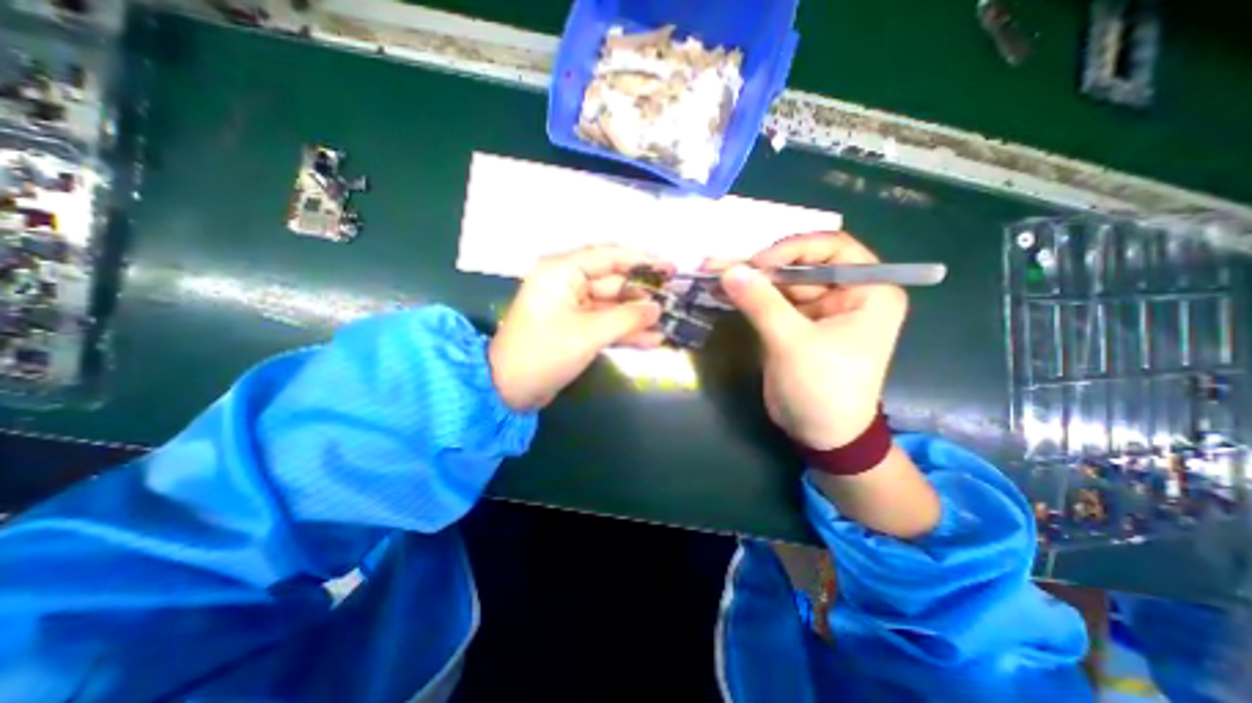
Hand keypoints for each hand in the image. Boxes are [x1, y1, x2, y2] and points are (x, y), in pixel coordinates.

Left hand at [492, 247, 670, 410]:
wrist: (510, 390)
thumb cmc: (545, 353)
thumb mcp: (589, 333)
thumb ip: (628, 318)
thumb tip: (657, 308)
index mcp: (562, 271)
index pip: (609, 256)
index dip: (642, 260)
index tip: (670, 267)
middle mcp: (567, 283)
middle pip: (614, 282)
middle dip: (644, 294)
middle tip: (675, 300)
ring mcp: (572, 307)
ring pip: (613, 305)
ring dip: (638, 316)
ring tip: (670, 323)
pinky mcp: (576, 327)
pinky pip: (606, 323)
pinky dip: (626, 332)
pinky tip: (652, 340)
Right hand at [714, 232, 911, 447]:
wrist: (819, 434)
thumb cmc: (823, 388)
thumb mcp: (793, 342)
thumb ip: (761, 303)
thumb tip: (730, 270)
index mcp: (868, 291)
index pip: (833, 248)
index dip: (794, 248)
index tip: (758, 263)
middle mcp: (845, 293)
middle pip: (802, 264)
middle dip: (763, 265)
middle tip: (723, 263)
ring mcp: (818, 309)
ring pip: (782, 283)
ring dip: (750, 279)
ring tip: (714, 272)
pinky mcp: (795, 324)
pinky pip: (771, 301)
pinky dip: (749, 297)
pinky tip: (723, 290)